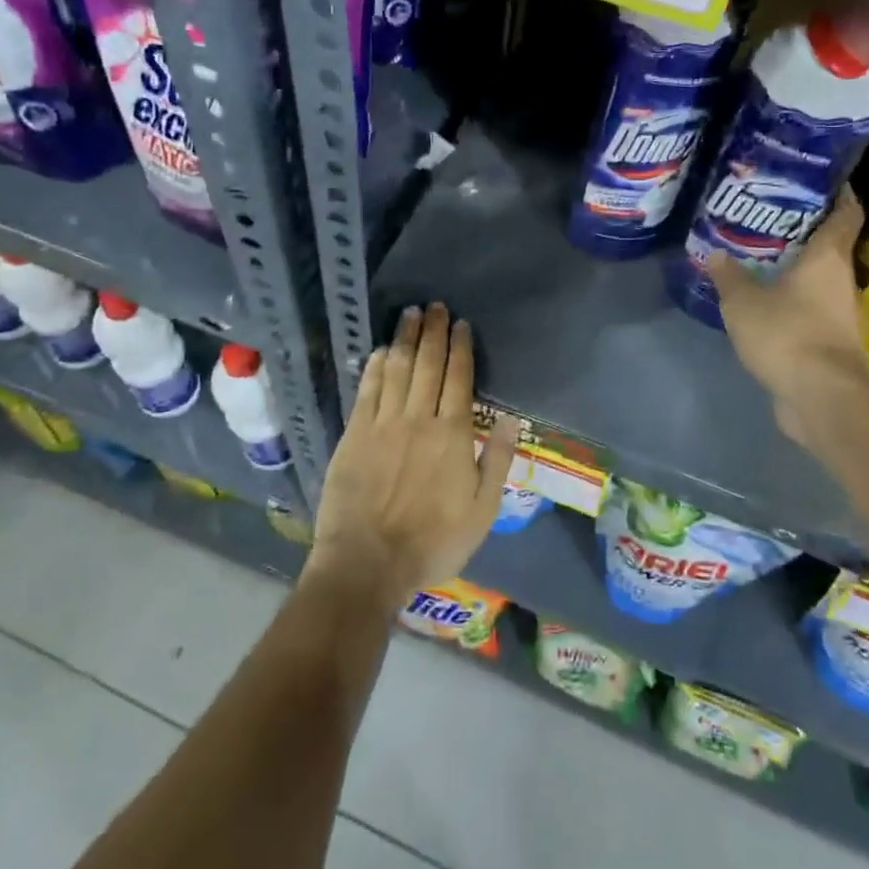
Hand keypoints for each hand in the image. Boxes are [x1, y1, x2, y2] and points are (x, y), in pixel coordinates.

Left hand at [306, 303, 517, 611]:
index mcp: (453, 434)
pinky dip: (375, 367)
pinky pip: (367, 391)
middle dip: (433, 332)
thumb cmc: (433, 541)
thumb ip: (498, 461)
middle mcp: (419, 418)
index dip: (461, 348)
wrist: (369, 562)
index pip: (459, 379)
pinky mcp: (355, 434)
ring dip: (405, 339)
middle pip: (428, 365)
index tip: (461, 324)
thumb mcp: (482, 510)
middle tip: (435, 305)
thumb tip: (513, 418)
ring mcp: (384, 424)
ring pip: (397, 369)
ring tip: (410, 314)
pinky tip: (380, 350)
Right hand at [709, 188, 868, 440]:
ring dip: (796, 268)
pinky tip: (763, 300)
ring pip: (819, 279)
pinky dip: (792, 300)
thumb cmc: (787, 334)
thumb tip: (714, 253)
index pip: (846, 212)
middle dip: (803, 230)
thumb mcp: (744, 302)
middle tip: (768, 216)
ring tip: (759, 255)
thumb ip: (728, 276)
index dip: (838, 192)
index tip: (819, 179)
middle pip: (830, 245)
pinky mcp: (831, 341)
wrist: (821, 397)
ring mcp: (840, 313)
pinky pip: (810, 308)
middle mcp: (842, 280)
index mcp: (829, 258)